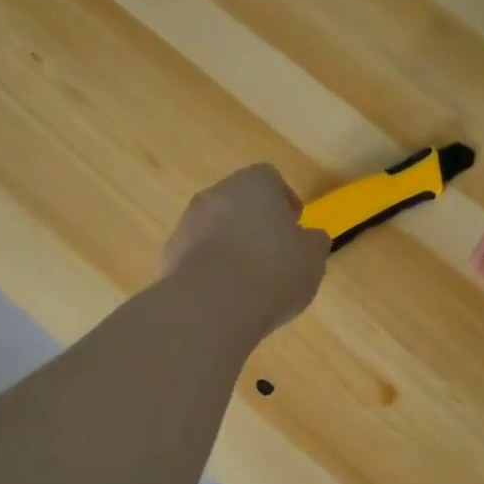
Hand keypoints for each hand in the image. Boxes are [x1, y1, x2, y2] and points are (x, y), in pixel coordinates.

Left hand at [163, 165, 329, 337]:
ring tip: (249, 281)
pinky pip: (197, 256)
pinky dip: (210, 269)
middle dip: (254, 223)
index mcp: (253, 184)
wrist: (212, 305)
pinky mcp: (169, 255)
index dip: (284, 201)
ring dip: (230, 246)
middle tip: (273, 253)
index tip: (294, 226)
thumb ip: (314, 242)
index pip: (270, 178)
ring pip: (215, 229)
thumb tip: (312, 238)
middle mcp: (216, 194)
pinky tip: (224, 297)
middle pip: (238, 202)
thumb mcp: (312, 258)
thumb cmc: (273, 270)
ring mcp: (187, 223)